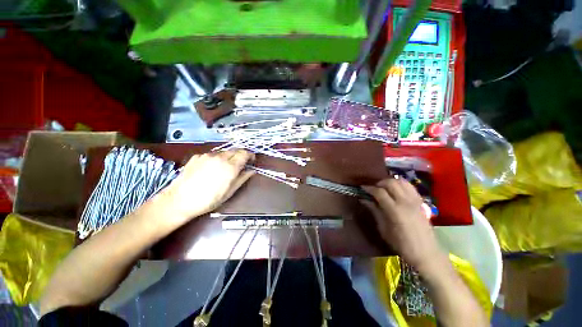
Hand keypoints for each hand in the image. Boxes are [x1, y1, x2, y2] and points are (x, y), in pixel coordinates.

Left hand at [156, 150, 254, 225]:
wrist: (179, 200)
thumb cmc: (208, 200)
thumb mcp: (230, 192)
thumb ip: (243, 178)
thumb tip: (251, 171)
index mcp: (230, 167)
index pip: (245, 153)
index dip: (250, 155)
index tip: (251, 160)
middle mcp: (220, 157)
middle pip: (235, 150)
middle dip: (240, 155)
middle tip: (240, 164)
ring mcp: (207, 156)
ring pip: (223, 152)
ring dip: (228, 157)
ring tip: (225, 168)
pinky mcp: (197, 156)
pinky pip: (212, 155)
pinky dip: (216, 159)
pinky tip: (211, 169)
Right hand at [362, 178, 445, 273]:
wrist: (426, 253)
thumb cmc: (401, 244)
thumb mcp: (383, 229)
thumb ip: (374, 211)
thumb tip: (364, 200)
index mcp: (395, 210)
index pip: (380, 192)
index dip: (369, 188)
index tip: (362, 188)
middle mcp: (406, 202)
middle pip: (391, 182)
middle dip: (380, 183)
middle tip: (374, 188)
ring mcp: (415, 201)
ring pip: (401, 181)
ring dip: (391, 182)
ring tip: (384, 188)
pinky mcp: (421, 202)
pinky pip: (410, 186)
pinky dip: (401, 184)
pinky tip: (396, 190)